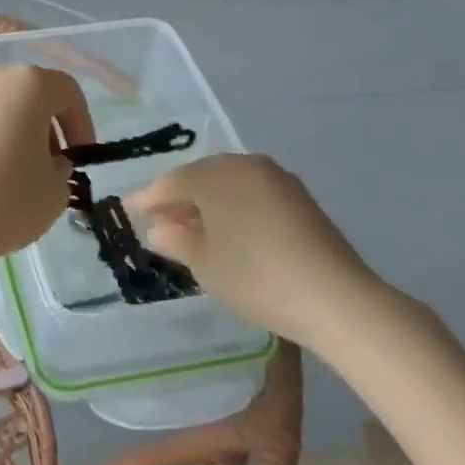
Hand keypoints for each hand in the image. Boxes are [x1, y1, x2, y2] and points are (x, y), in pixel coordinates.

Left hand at [0, 66, 93, 272]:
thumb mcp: (54, 193)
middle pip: (30, 95)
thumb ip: (61, 170)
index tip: (80, 159)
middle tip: (50, 168)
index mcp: (28, 84)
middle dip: (47, 128)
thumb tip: (47, 162)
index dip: (82, 124)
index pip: (68, 92)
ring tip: (15, 176)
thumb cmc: (1, 201)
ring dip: (15, 133)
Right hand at [126, 154, 393, 347]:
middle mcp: (245, 166)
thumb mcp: (204, 263)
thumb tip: (157, 229)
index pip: (171, 182)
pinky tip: (227, 233)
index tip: (128, 210)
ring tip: (190, 230)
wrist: (336, 298)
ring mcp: (277, 179)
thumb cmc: (255, 276)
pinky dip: (233, 209)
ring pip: (228, 185)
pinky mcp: (300, 199)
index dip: (148, 198)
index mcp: (216, 174)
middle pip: (201, 178)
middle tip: (157, 221)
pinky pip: (251, 195)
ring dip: (206, 204)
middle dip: (177, 199)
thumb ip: (175, 240)